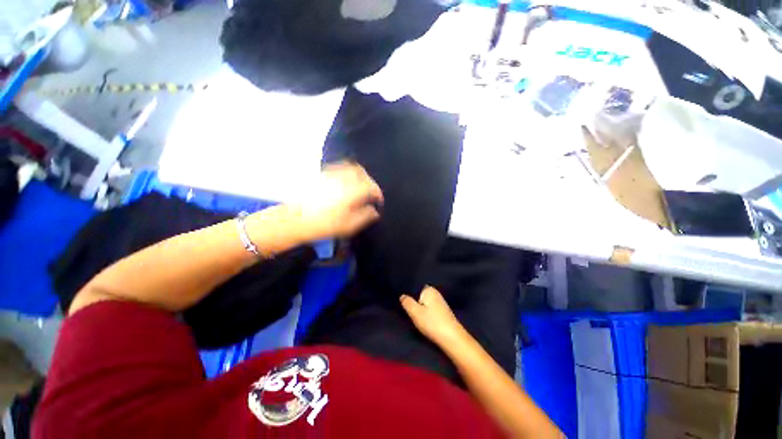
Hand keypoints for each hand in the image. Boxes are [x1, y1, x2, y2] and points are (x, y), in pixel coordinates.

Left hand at [294, 162, 383, 241]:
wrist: (297, 219)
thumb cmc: (325, 224)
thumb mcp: (349, 225)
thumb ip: (365, 216)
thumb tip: (375, 211)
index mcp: (352, 191)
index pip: (371, 187)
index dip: (378, 194)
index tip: (379, 201)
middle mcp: (343, 179)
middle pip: (362, 173)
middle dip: (370, 181)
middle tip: (371, 192)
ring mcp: (332, 174)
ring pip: (351, 167)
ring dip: (360, 175)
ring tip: (360, 186)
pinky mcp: (323, 175)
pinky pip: (340, 167)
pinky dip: (348, 172)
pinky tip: (346, 182)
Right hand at [401, 286, 467, 347]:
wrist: (452, 338)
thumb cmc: (432, 322)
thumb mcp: (415, 312)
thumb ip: (407, 302)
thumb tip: (402, 296)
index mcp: (429, 289)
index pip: (415, 287)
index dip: (409, 294)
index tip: (403, 302)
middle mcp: (436, 293)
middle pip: (420, 296)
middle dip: (414, 302)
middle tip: (408, 311)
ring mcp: (441, 302)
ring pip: (425, 303)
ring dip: (420, 309)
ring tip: (416, 317)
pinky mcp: (443, 312)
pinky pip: (430, 309)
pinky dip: (427, 314)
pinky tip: (425, 321)